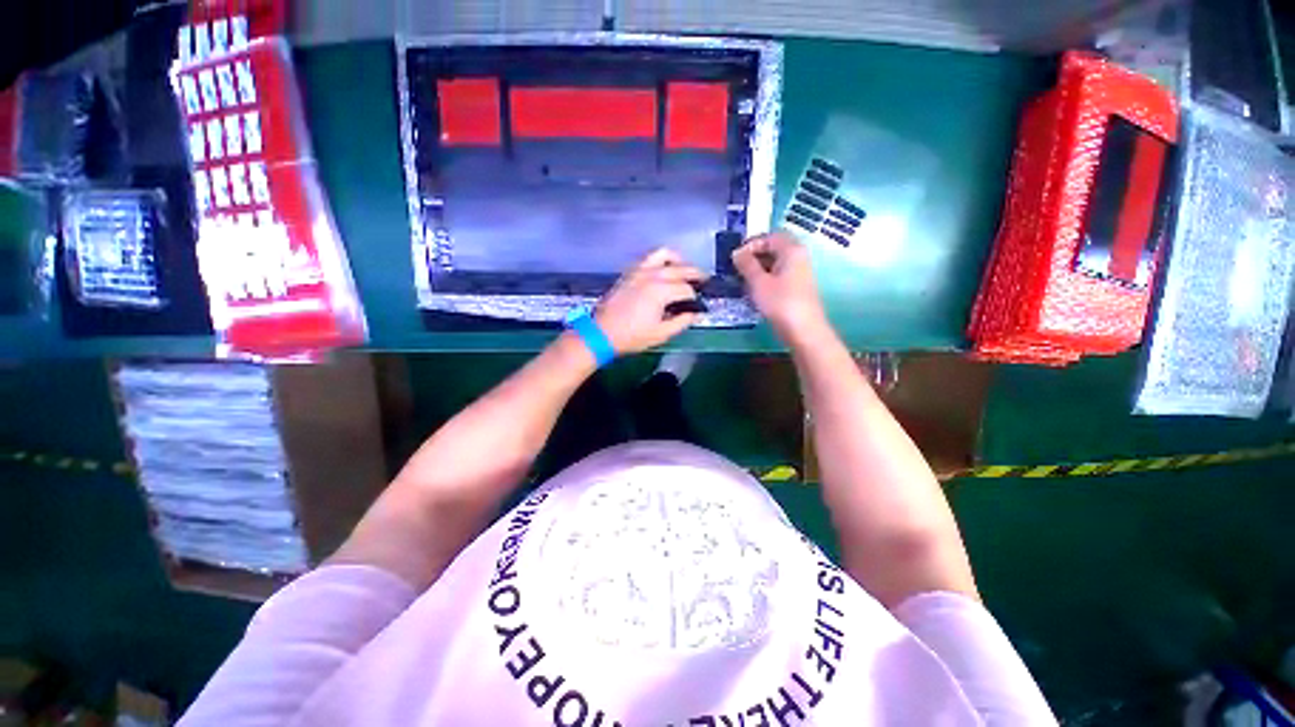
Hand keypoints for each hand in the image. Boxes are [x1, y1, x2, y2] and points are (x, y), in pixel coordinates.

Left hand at [595, 248, 706, 353]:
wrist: (601, 333)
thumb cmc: (632, 336)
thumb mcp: (661, 334)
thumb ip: (682, 321)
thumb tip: (695, 313)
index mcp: (661, 291)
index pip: (687, 289)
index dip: (696, 298)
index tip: (700, 306)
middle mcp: (652, 275)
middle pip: (681, 268)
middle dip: (695, 274)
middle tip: (705, 281)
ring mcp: (639, 270)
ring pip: (664, 254)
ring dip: (678, 261)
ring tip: (684, 271)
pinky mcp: (630, 272)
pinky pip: (649, 258)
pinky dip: (661, 260)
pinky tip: (664, 272)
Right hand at [732, 231, 830, 344]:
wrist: (803, 330)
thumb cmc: (780, 302)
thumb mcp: (758, 282)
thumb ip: (746, 265)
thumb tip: (737, 253)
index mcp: (791, 249)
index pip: (769, 237)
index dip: (750, 244)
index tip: (735, 258)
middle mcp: (798, 256)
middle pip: (773, 248)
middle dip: (753, 257)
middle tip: (736, 269)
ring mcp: (799, 273)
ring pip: (775, 263)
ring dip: (758, 269)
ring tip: (742, 281)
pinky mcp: (797, 287)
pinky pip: (778, 275)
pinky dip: (765, 279)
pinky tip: (754, 291)